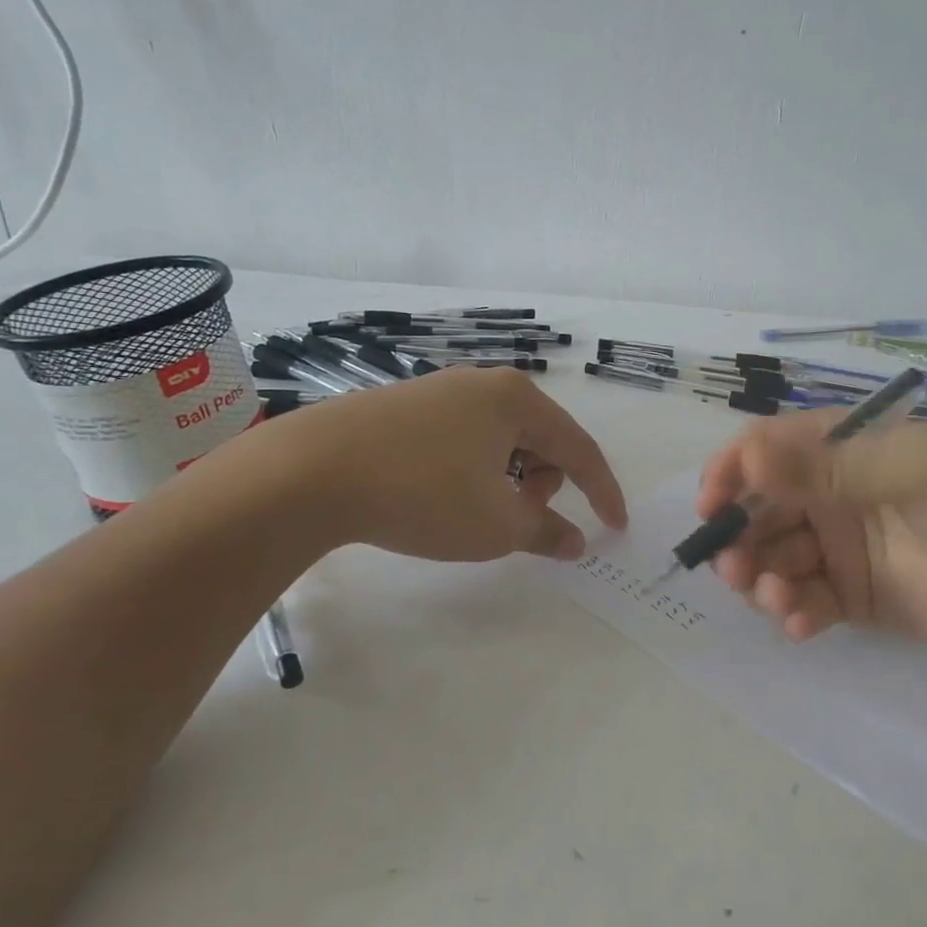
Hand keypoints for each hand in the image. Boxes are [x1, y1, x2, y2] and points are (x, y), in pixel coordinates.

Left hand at [289, 367, 627, 562]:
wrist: (311, 471)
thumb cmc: (423, 493)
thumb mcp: (495, 524)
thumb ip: (545, 532)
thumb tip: (576, 542)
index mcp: (518, 400)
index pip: (579, 448)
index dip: (602, 492)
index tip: (614, 526)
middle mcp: (483, 384)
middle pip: (538, 438)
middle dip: (543, 484)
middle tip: (517, 519)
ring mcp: (440, 390)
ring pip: (499, 439)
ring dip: (506, 478)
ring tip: (475, 512)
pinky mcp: (404, 406)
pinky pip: (461, 438)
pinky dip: (471, 469)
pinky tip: (440, 494)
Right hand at [696, 411, 926, 651]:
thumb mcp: (916, 468)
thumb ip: (832, 468)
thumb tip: (749, 461)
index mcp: (841, 449)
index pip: (764, 450)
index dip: (729, 473)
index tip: (711, 508)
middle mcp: (829, 494)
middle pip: (757, 509)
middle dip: (738, 536)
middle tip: (734, 568)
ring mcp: (838, 547)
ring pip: (772, 558)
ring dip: (759, 578)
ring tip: (777, 598)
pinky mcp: (850, 596)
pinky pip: (803, 600)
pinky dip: (792, 612)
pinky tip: (802, 623)